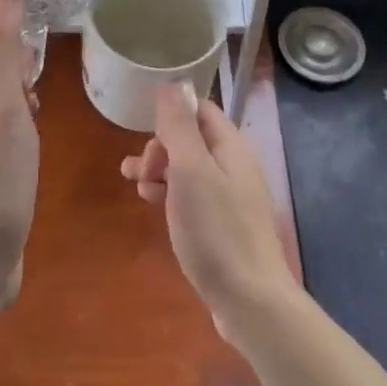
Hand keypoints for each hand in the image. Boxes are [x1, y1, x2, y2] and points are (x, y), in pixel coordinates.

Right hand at [120, 85, 297, 347]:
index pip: (199, 110)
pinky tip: (154, 207)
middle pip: (192, 139)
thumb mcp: (190, 170)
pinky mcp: (224, 227)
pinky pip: (193, 197)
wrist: (251, 302)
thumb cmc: (216, 230)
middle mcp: (234, 166)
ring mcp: (232, 198)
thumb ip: (179, 126)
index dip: (170, 114)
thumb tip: (171, 83)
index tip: (142, 130)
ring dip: (160, 170)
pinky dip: (170, 195)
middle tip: (140, 170)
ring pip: (189, 170)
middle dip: (160, 146)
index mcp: (231, 147)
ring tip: (135, 186)